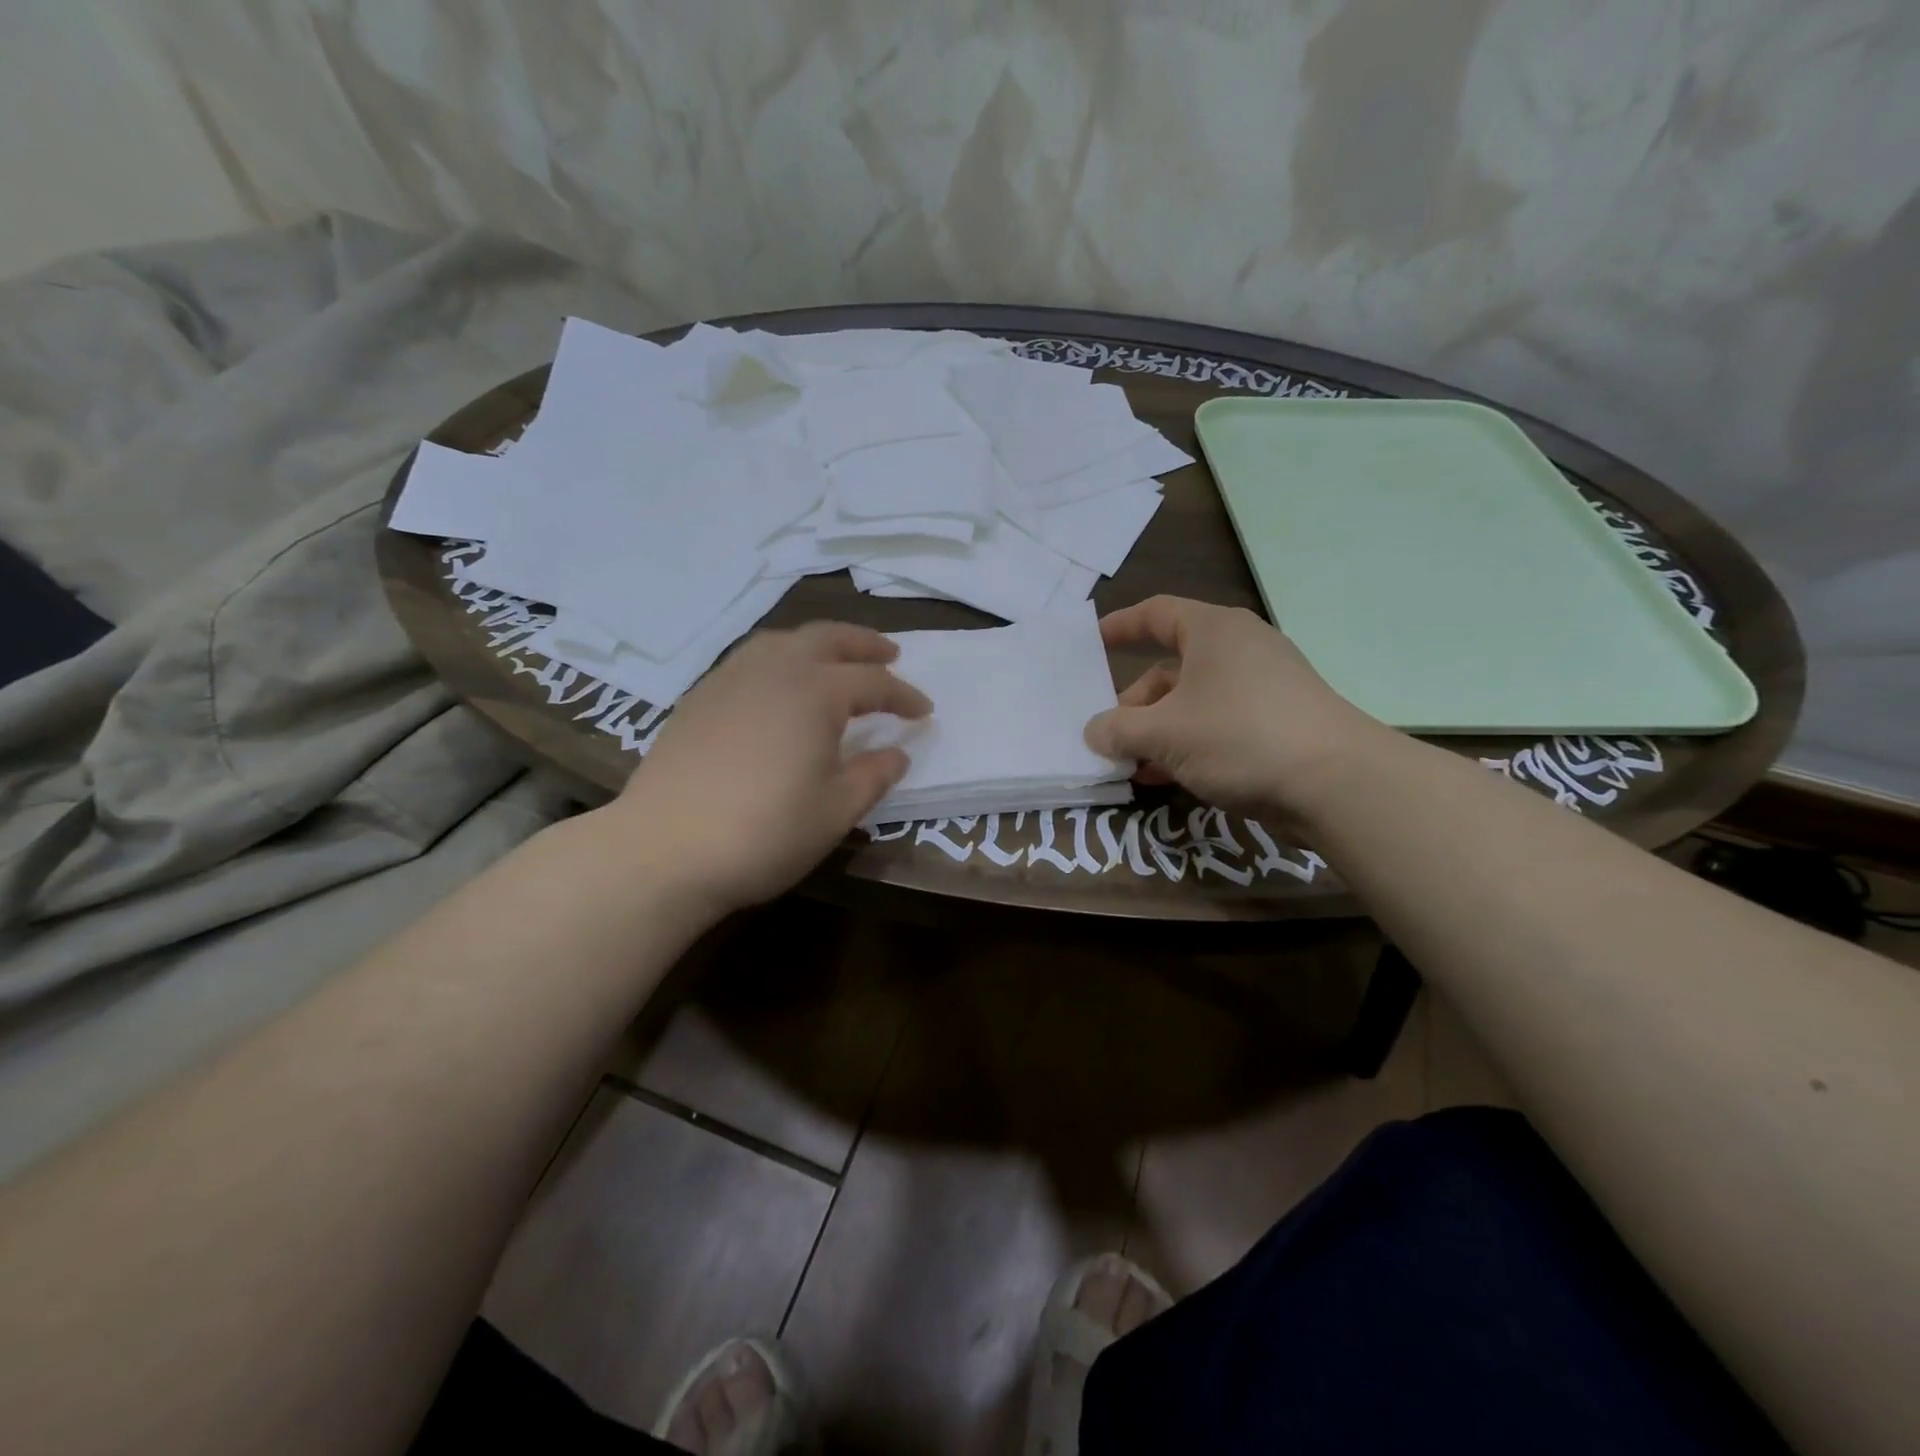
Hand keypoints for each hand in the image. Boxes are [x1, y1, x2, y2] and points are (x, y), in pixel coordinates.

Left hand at [592, 622, 930, 914]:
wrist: (663, 850)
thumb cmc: (764, 833)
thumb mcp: (836, 811)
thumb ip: (873, 776)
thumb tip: (897, 754)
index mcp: (815, 693)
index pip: (873, 683)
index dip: (904, 696)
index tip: (925, 712)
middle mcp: (774, 670)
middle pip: (828, 639)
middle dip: (864, 644)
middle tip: (890, 654)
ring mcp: (730, 679)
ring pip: (783, 640)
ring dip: (819, 643)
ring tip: (835, 659)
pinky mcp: (698, 697)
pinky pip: (750, 658)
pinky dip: (780, 658)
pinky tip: (779, 684)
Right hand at [1084, 596, 1393, 822]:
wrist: (1336, 784)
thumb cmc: (1239, 736)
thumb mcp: (1164, 733)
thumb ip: (1118, 730)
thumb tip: (1094, 731)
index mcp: (1213, 632)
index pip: (1156, 613)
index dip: (1120, 626)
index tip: (1090, 643)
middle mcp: (1238, 651)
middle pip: (1169, 667)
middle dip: (1134, 703)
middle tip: (1108, 735)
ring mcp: (1261, 688)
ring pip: (1191, 702)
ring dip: (1156, 731)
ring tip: (1130, 764)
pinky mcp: (1275, 724)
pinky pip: (1216, 726)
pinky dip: (1186, 745)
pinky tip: (1163, 776)